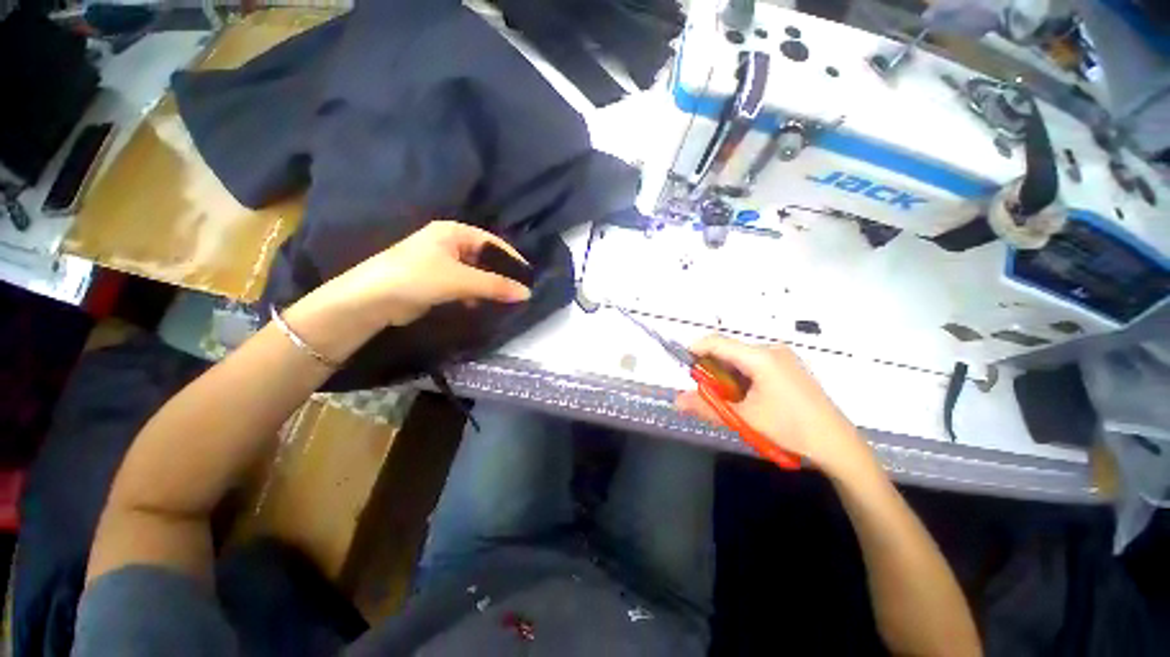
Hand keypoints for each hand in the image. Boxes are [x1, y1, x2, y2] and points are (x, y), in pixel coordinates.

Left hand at [314, 220, 529, 324]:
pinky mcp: (436, 282)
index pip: (492, 242)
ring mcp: (441, 263)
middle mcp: (449, 244)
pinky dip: (474, 295)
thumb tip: (527, 293)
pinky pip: (463, 286)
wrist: (372, 300)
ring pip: (475, 274)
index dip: (511, 258)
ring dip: (488, 287)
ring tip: (504, 301)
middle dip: (500, 275)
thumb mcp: (461, 279)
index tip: (527, 276)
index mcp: (454, 232)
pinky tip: (479, 306)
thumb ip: (495, 285)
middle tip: (518, 291)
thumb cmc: (418, 277)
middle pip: (484, 258)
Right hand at [675, 335, 872, 476]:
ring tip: (731, 401)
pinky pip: (754, 365)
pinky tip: (748, 399)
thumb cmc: (789, 428)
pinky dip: (742, 378)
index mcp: (760, 357)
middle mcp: (771, 350)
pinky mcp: (789, 367)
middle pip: (728, 351)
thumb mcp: (743, 418)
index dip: (695, 350)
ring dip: (727, 376)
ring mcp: (783, 357)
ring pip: (740, 359)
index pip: (716, 342)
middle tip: (709, 394)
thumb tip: (676, 401)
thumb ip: (706, 407)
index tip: (683, 367)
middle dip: (712, 370)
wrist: (837, 445)